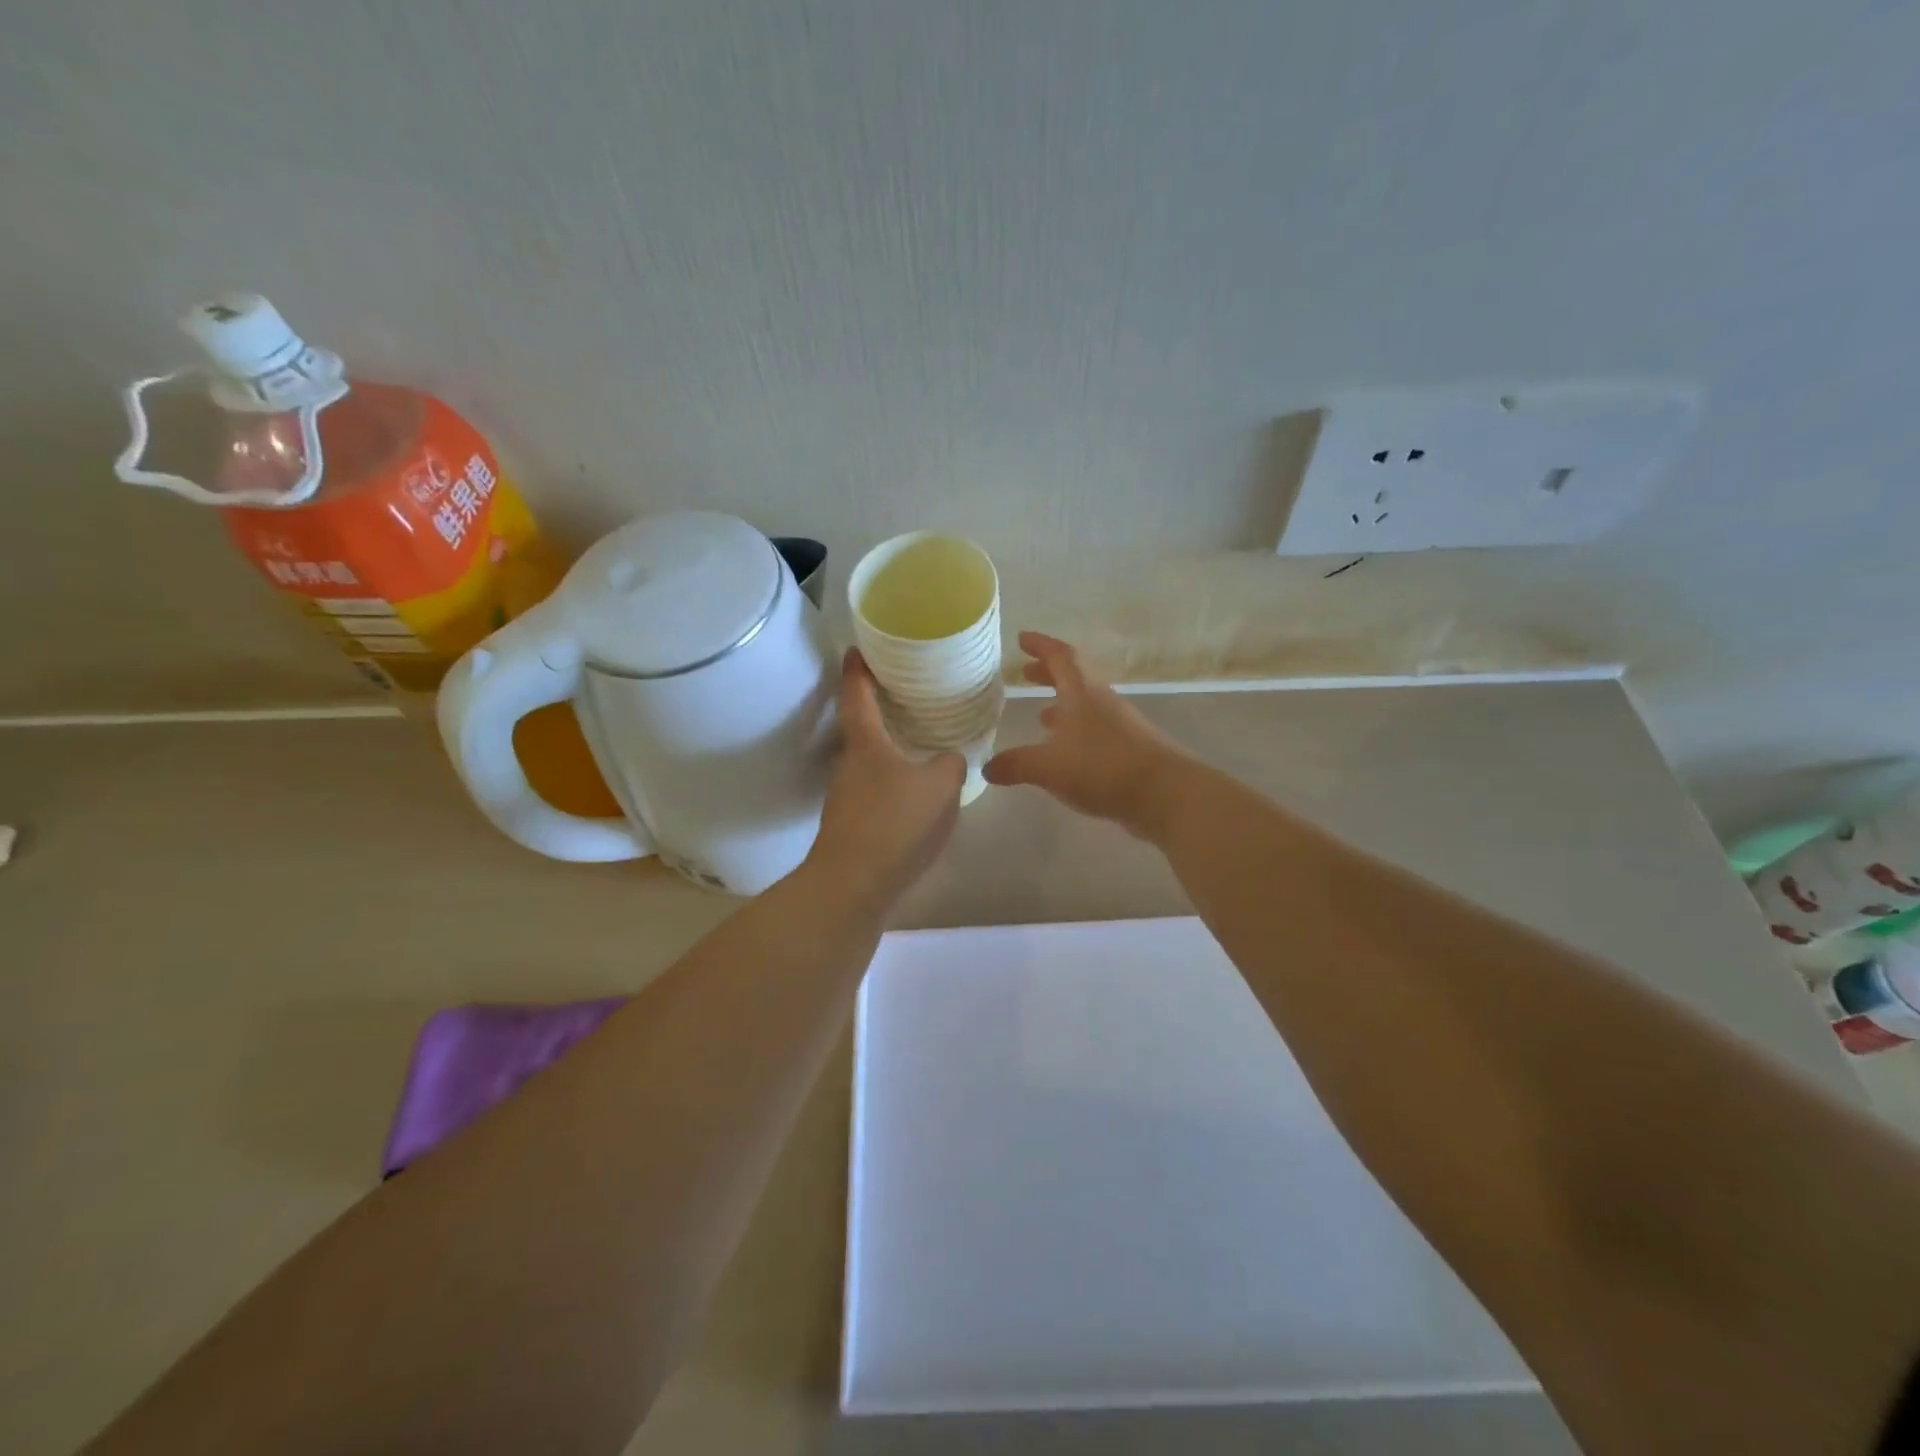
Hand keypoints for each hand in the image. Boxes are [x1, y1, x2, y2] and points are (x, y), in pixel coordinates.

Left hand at [806, 650, 965, 906]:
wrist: (854, 885)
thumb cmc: (894, 823)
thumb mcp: (939, 786)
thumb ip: (951, 763)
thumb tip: (950, 758)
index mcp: (865, 743)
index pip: (856, 694)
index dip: (858, 669)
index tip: (858, 648)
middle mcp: (849, 764)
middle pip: (860, 727)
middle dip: (878, 709)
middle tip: (905, 694)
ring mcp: (846, 797)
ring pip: (869, 762)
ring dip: (888, 749)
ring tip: (917, 743)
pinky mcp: (851, 825)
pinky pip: (875, 791)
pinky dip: (892, 782)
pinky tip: (915, 795)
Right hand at [983, 632, 1188, 837]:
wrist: (1165, 794)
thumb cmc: (1103, 767)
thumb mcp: (1050, 767)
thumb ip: (1017, 765)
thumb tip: (987, 768)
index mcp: (1082, 693)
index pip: (1061, 657)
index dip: (1041, 645)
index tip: (1022, 639)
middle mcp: (1101, 702)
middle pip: (1074, 678)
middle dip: (1048, 674)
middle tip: (1026, 674)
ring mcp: (1118, 725)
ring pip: (1085, 706)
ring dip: (1062, 705)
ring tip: (1041, 716)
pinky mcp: (1127, 749)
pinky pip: (1095, 730)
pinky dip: (1075, 732)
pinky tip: (1065, 753)